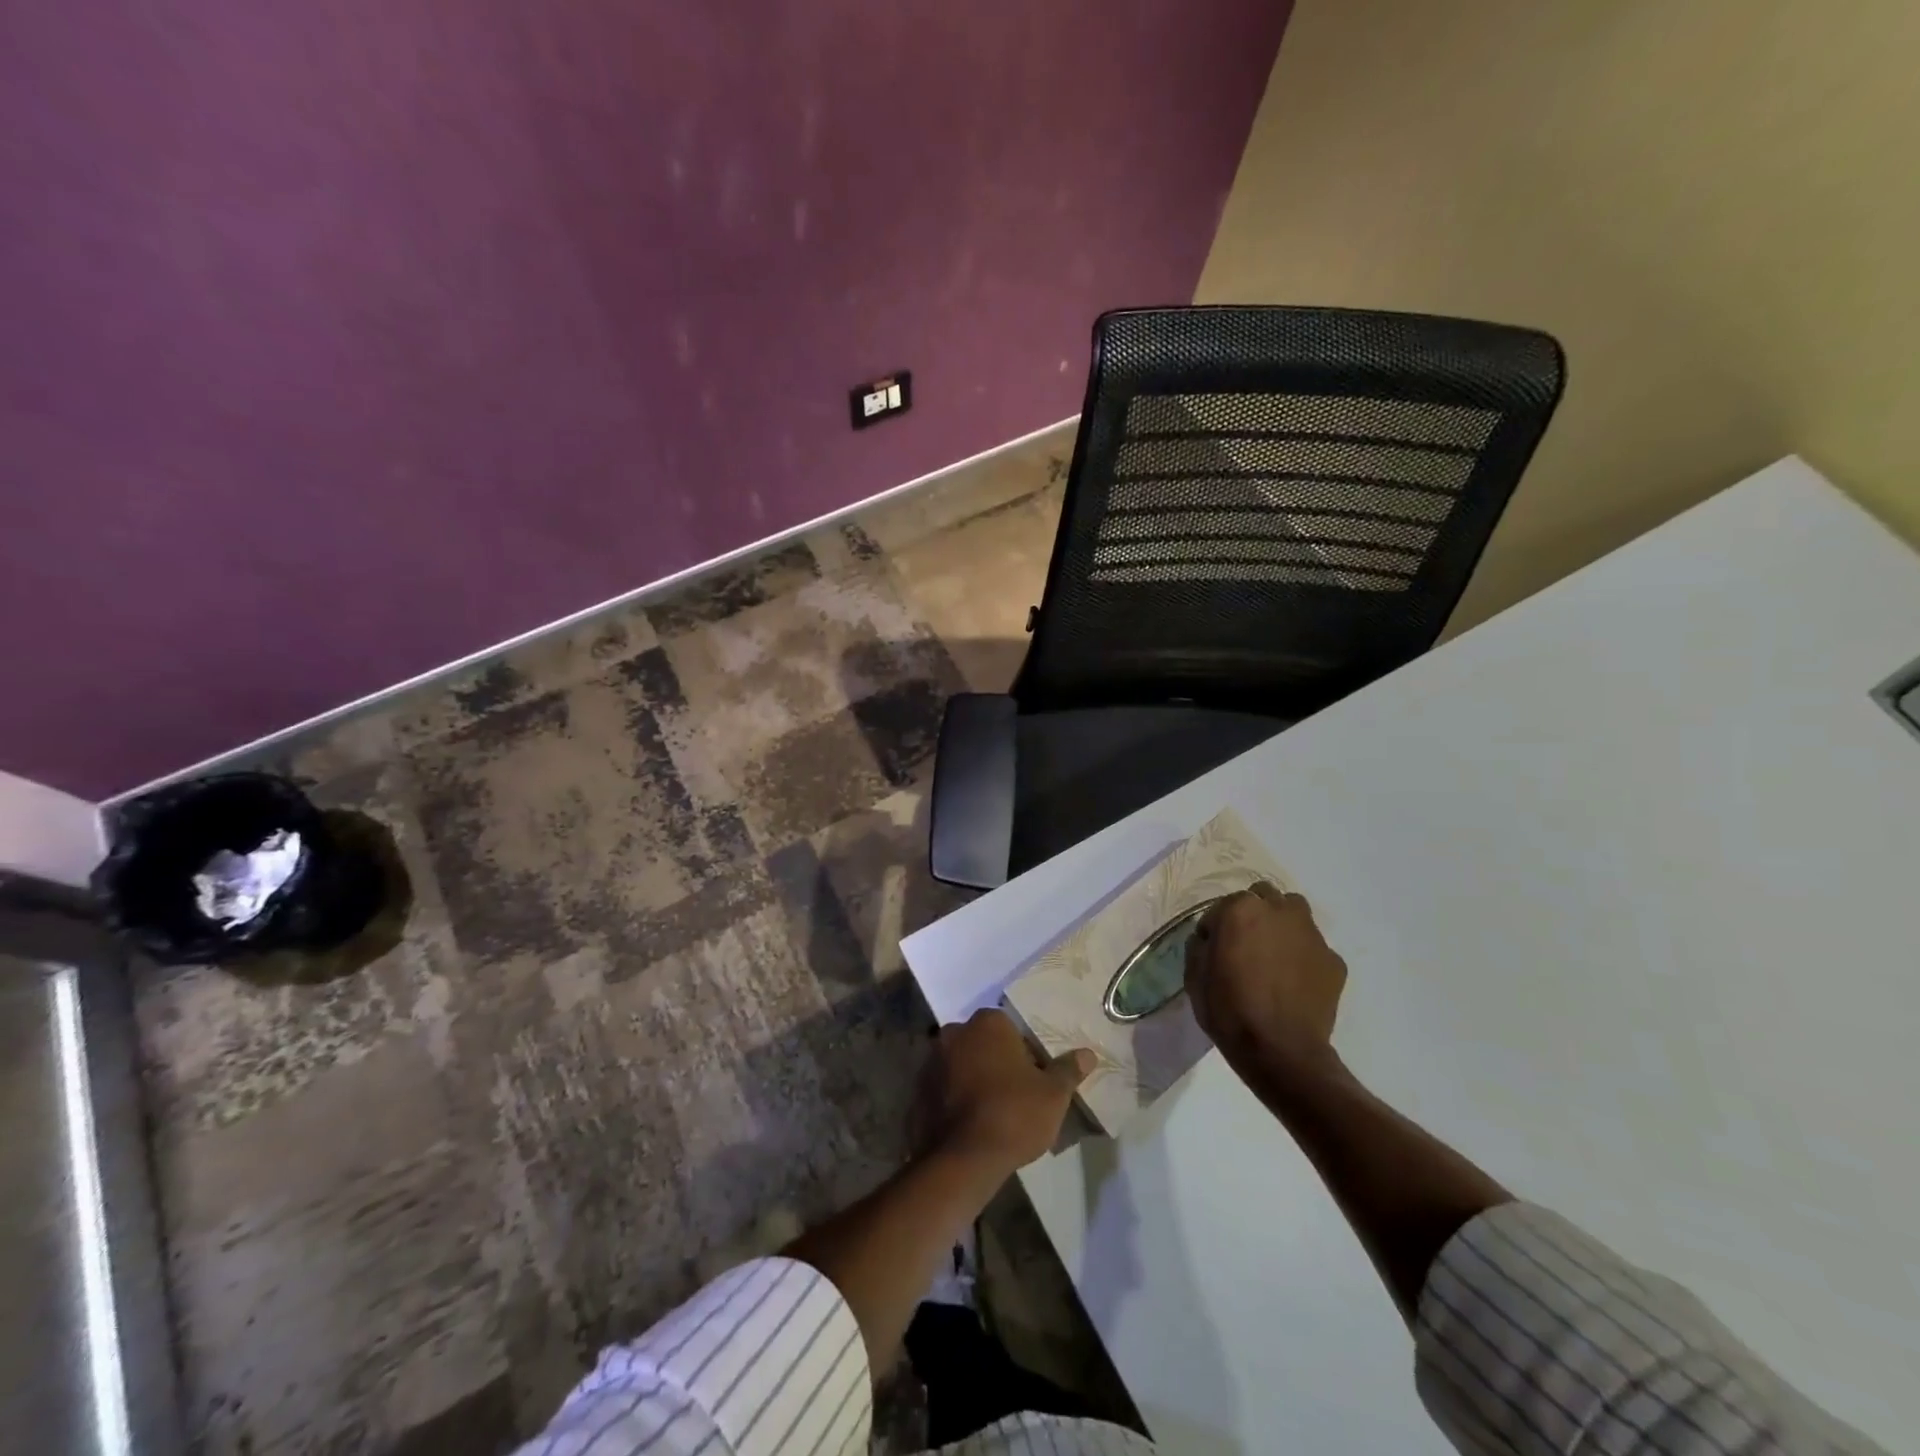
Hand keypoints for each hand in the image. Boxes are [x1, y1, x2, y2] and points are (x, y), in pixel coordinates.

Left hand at [917, 1009, 1093, 1173]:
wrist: (962, 1159)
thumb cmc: (1014, 1114)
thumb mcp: (1053, 1094)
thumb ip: (1068, 1070)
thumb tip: (1087, 1053)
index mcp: (988, 1023)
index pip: (1009, 1027)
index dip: (1023, 1051)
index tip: (1033, 1077)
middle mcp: (955, 1032)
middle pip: (982, 1042)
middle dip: (995, 1061)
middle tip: (1014, 1093)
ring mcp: (932, 1060)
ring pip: (960, 1063)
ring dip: (972, 1078)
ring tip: (991, 1112)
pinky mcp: (917, 1089)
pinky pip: (943, 1088)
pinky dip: (953, 1099)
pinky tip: (969, 1124)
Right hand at [1185, 883, 1346, 1082]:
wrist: (1280, 1051)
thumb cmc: (1229, 1010)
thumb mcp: (1194, 975)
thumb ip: (1201, 945)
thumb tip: (1211, 938)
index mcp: (1241, 909)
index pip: (1222, 905)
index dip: (1215, 927)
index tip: (1213, 949)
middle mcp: (1279, 911)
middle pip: (1264, 897)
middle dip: (1253, 914)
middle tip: (1245, 944)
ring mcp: (1311, 934)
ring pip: (1294, 914)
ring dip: (1281, 926)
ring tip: (1273, 956)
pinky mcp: (1333, 960)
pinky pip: (1313, 948)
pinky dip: (1302, 957)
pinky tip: (1294, 982)